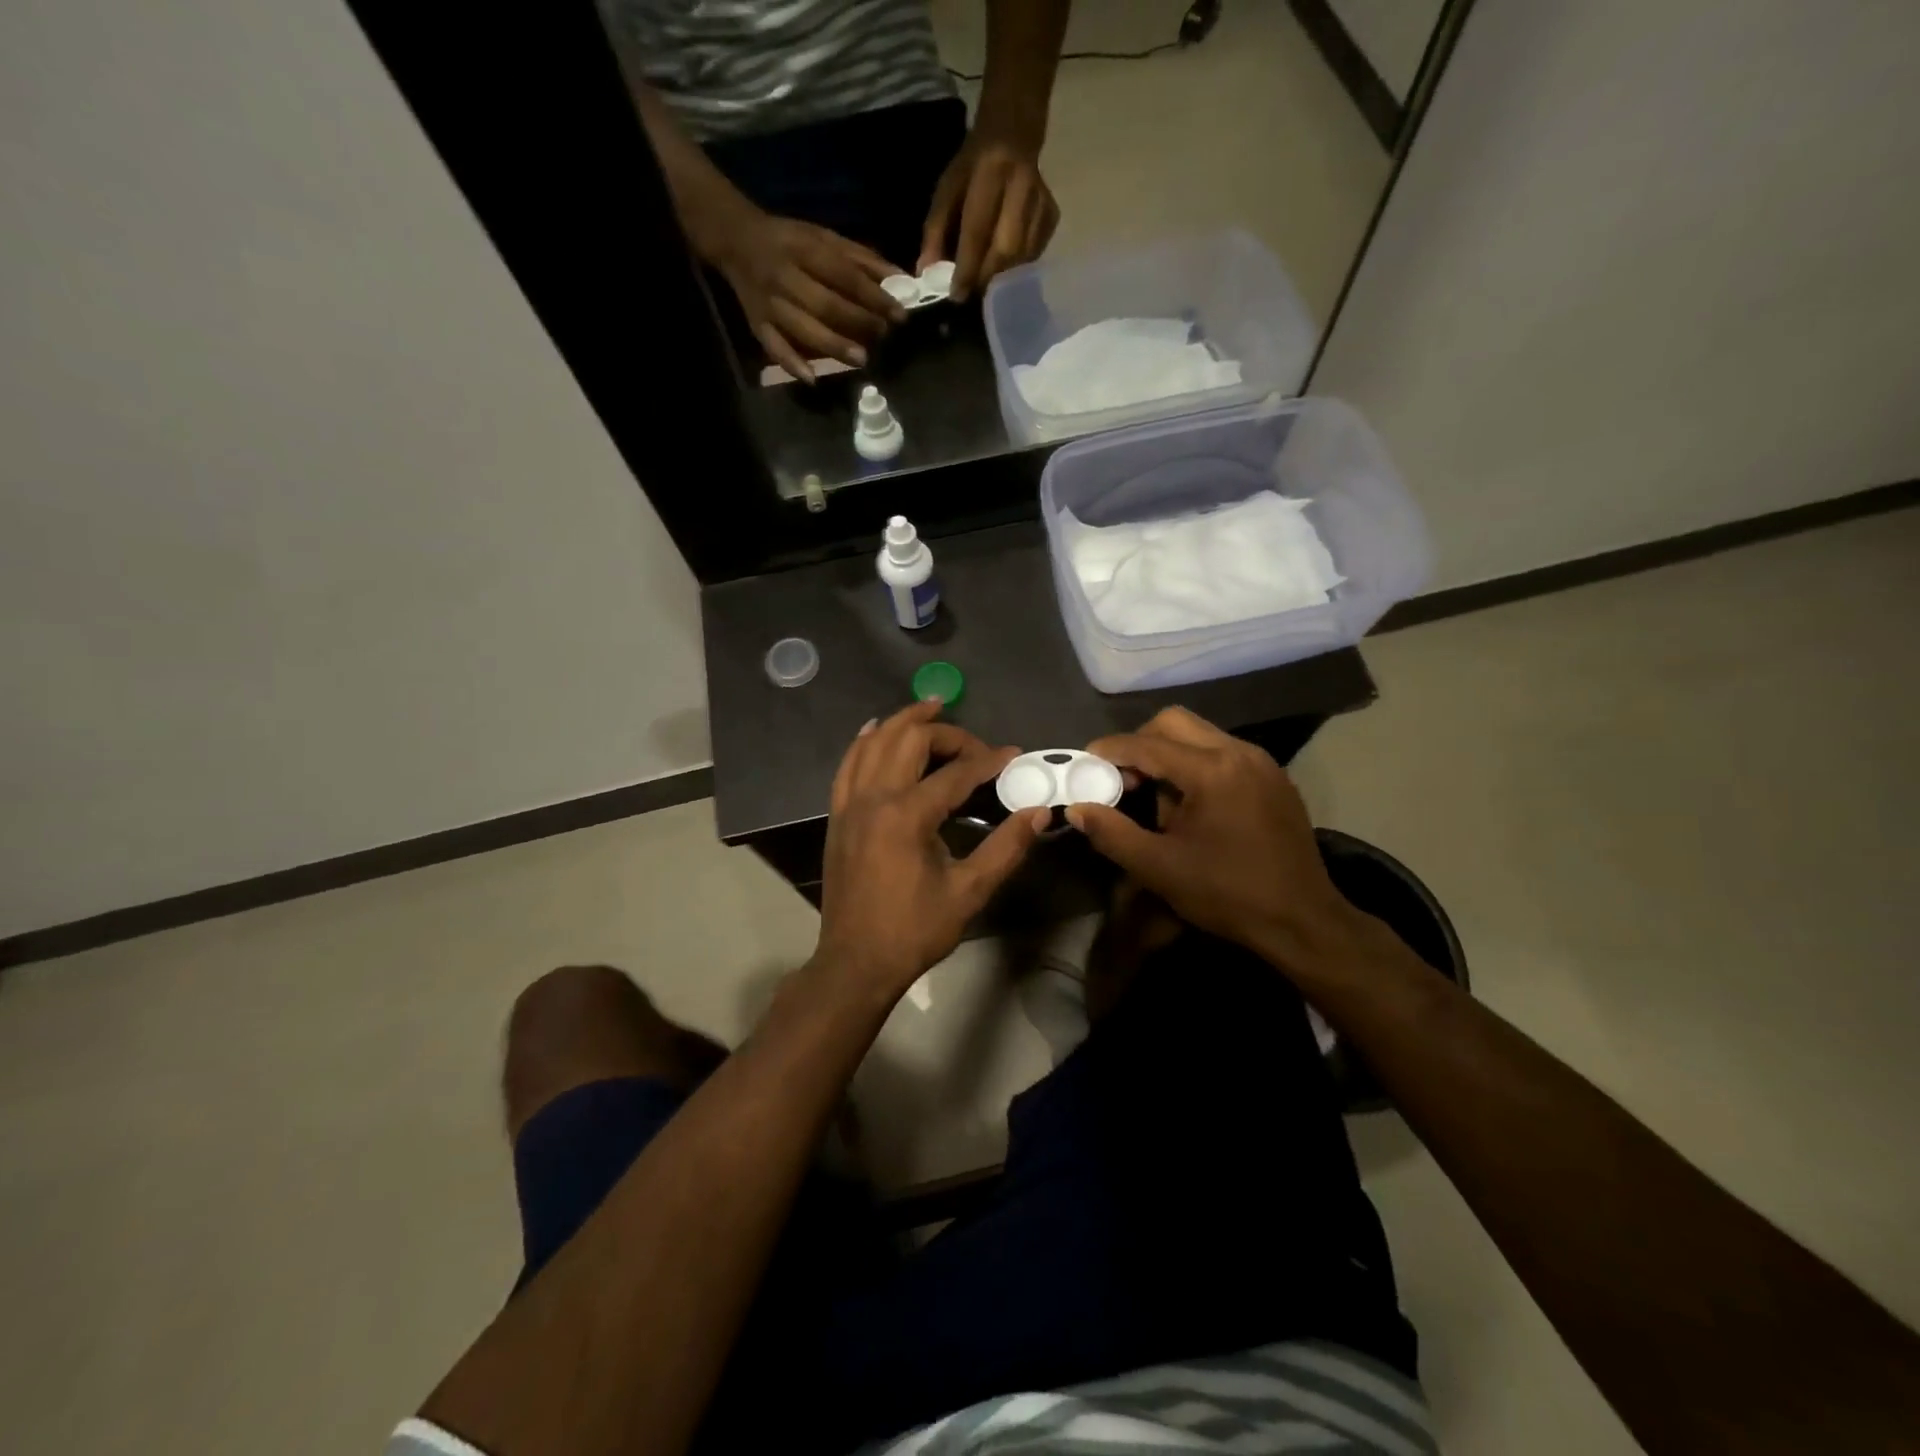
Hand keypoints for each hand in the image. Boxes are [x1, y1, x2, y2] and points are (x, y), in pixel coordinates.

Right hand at [713, 209, 907, 381]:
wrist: (736, 240)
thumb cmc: (790, 241)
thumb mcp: (824, 237)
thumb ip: (861, 258)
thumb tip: (901, 277)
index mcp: (804, 249)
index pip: (845, 276)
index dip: (874, 296)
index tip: (899, 315)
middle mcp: (785, 276)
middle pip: (826, 304)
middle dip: (858, 322)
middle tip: (882, 336)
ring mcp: (769, 303)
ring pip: (804, 328)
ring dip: (834, 346)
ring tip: (862, 359)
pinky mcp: (757, 324)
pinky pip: (774, 347)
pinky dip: (792, 364)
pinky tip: (812, 379)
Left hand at [814, 702, 1046, 995]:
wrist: (856, 962)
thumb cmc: (914, 930)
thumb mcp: (969, 893)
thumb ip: (1006, 848)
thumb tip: (1039, 812)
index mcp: (907, 816)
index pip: (955, 772)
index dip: (989, 760)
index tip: (1014, 756)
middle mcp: (874, 798)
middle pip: (909, 740)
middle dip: (946, 733)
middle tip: (974, 745)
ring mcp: (849, 804)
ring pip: (874, 742)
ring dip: (903, 722)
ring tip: (931, 708)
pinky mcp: (837, 815)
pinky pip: (847, 764)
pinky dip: (864, 742)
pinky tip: (875, 731)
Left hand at [918, 132, 1058, 299]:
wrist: (1014, 130)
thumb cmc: (973, 165)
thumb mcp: (947, 188)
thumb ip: (935, 230)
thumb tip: (926, 272)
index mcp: (990, 172)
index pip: (978, 230)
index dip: (966, 268)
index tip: (957, 296)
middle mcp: (1021, 185)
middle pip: (1005, 249)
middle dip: (986, 278)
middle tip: (972, 295)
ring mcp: (1041, 200)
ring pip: (1022, 256)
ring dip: (1002, 277)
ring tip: (986, 284)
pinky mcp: (1052, 213)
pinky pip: (1034, 253)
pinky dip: (1017, 267)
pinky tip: (1005, 266)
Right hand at [1068, 707, 1364, 973]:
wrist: (1303, 920)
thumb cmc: (1227, 894)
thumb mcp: (1158, 868)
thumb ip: (1111, 833)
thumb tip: (1077, 808)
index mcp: (1212, 771)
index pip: (1146, 744)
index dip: (1109, 750)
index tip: (1085, 763)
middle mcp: (1239, 752)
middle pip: (1174, 722)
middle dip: (1139, 743)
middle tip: (1122, 778)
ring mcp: (1261, 762)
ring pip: (1200, 734)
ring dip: (1168, 754)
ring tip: (1156, 796)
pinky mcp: (1274, 777)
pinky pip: (1223, 752)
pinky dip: (1196, 764)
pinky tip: (1190, 804)